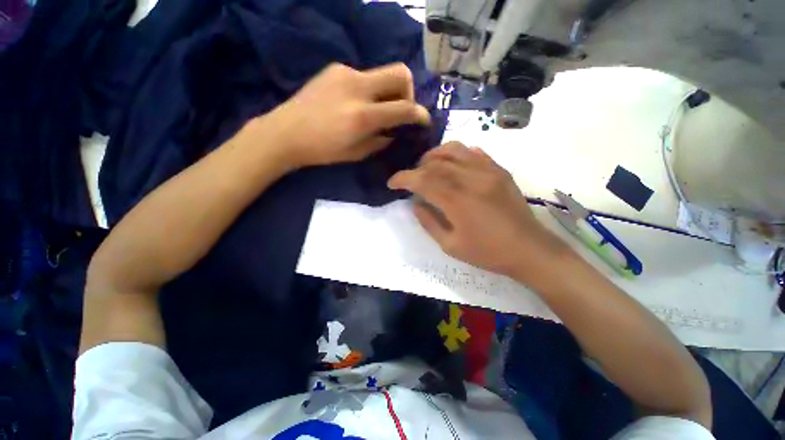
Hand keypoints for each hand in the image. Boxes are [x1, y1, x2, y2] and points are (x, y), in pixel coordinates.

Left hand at [262, 63, 430, 168]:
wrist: (285, 132)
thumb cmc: (323, 150)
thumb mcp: (357, 153)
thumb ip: (381, 141)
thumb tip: (394, 132)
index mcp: (362, 116)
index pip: (404, 108)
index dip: (420, 114)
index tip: (424, 121)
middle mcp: (357, 88)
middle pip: (401, 72)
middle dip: (409, 92)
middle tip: (400, 109)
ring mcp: (346, 73)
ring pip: (383, 72)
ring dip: (388, 91)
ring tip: (376, 109)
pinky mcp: (336, 68)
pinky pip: (365, 76)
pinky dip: (370, 90)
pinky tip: (357, 103)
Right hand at [388, 142, 567, 277]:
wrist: (528, 249)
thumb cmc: (487, 252)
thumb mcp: (450, 245)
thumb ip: (428, 222)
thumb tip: (415, 203)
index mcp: (457, 200)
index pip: (422, 180)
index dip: (403, 178)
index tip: (392, 183)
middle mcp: (471, 179)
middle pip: (435, 163)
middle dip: (416, 169)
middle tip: (410, 180)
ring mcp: (488, 171)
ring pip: (454, 150)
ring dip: (434, 155)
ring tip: (427, 166)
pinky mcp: (499, 170)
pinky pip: (474, 152)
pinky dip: (457, 154)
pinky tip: (452, 164)